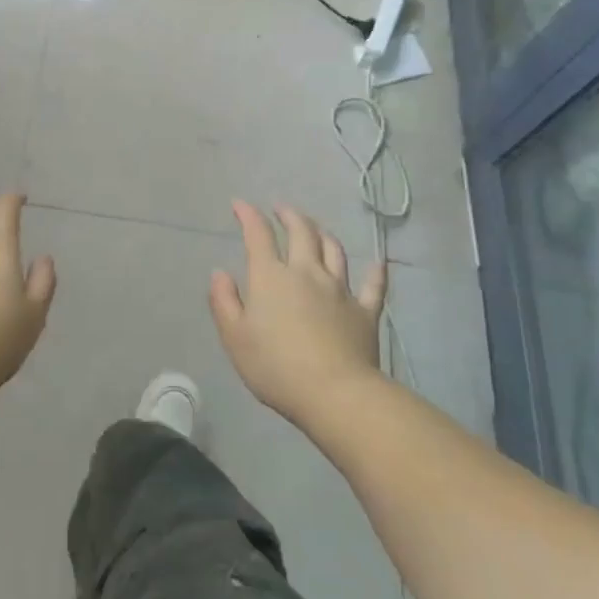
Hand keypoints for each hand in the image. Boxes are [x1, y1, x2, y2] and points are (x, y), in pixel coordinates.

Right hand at [209, 200, 386, 425]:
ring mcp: (340, 290)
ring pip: (334, 251)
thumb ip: (224, 301)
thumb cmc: (276, 366)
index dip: (248, 215)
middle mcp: (307, 273)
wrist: (335, 394)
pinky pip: (373, 286)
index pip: (258, 236)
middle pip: (301, 233)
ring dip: (322, 234)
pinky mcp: (365, 312)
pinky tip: (378, 263)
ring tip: (315, 229)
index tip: (240, 204)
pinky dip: (375, 272)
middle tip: (281, 208)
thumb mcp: (234, 337)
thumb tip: (220, 273)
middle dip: (289, 216)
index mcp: (271, 277)